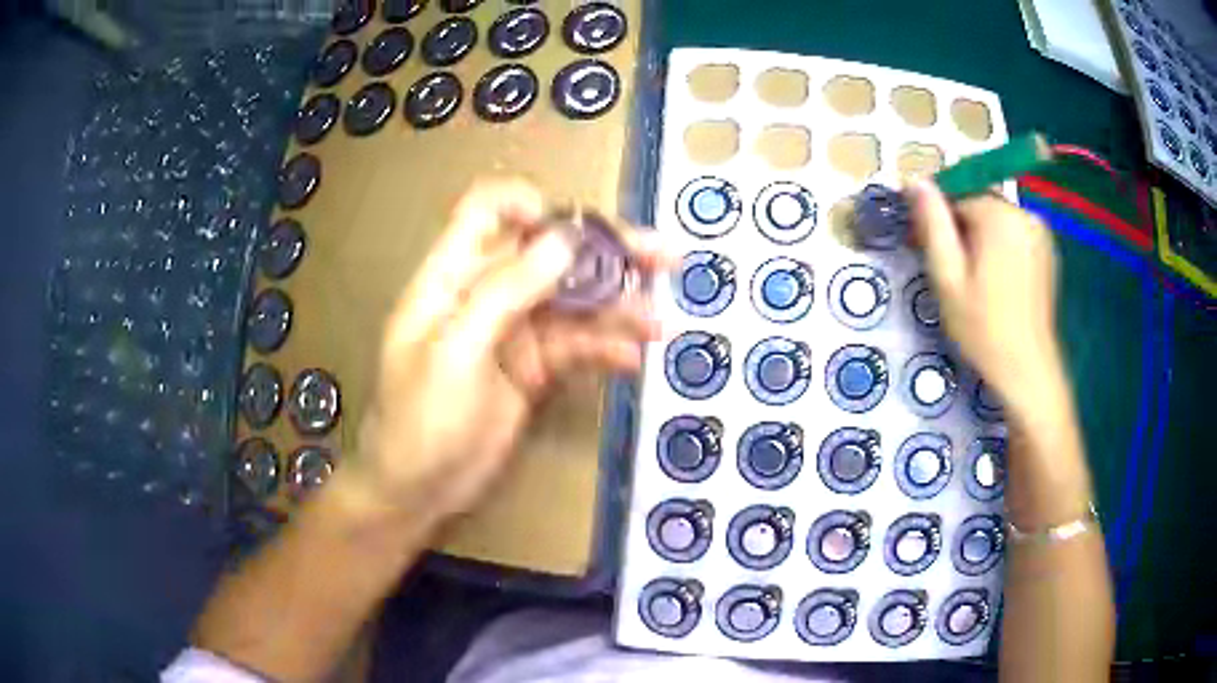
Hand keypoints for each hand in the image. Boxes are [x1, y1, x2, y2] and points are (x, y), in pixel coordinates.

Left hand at [344, 179, 667, 530]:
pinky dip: (606, 349)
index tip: (576, 229)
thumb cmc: (419, 420)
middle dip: (605, 250)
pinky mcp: (535, 367)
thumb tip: (565, 238)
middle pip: (548, 251)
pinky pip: (577, 346)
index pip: (488, 211)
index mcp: (452, 276)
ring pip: (573, 300)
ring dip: (618, 306)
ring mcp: (514, 330)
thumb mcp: (455, 353)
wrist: (419, 491)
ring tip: (658, 322)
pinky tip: (633, 359)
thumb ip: (506, 292)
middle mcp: (486, 292)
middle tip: (663, 256)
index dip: (532, 204)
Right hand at [907, 181, 1063, 414]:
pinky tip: (998, 282)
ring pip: (997, 219)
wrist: (1027, 370)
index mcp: (998, 214)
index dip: (938, 220)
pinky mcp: (1048, 250)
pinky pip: (1015, 234)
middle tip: (953, 272)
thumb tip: (915, 179)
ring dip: (982, 239)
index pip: (956, 195)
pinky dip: (1002, 248)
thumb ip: (932, 224)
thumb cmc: (983, 327)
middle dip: (962, 228)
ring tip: (976, 281)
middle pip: (979, 203)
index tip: (928, 251)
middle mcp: (1023, 212)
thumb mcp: (947, 277)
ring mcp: (1040, 231)